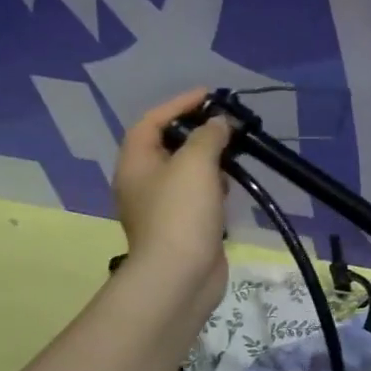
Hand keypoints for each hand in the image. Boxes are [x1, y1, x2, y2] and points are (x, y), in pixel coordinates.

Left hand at [112, 89, 231, 301]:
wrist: (180, 275)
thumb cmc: (182, 213)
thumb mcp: (196, 163)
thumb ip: (209, 136)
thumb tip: (220, 124)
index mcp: (136, 163)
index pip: (152, 121)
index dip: (179, 104)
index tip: (211, 95)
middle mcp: (142, 182)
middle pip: (167, 145)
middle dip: (197, 132)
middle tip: (227, 125)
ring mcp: (161, 207)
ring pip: (184, 171)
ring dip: (208, 159)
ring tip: (234, 154)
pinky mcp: (181, 226)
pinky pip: (196, 195)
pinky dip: (213, 186)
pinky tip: (231, 189)